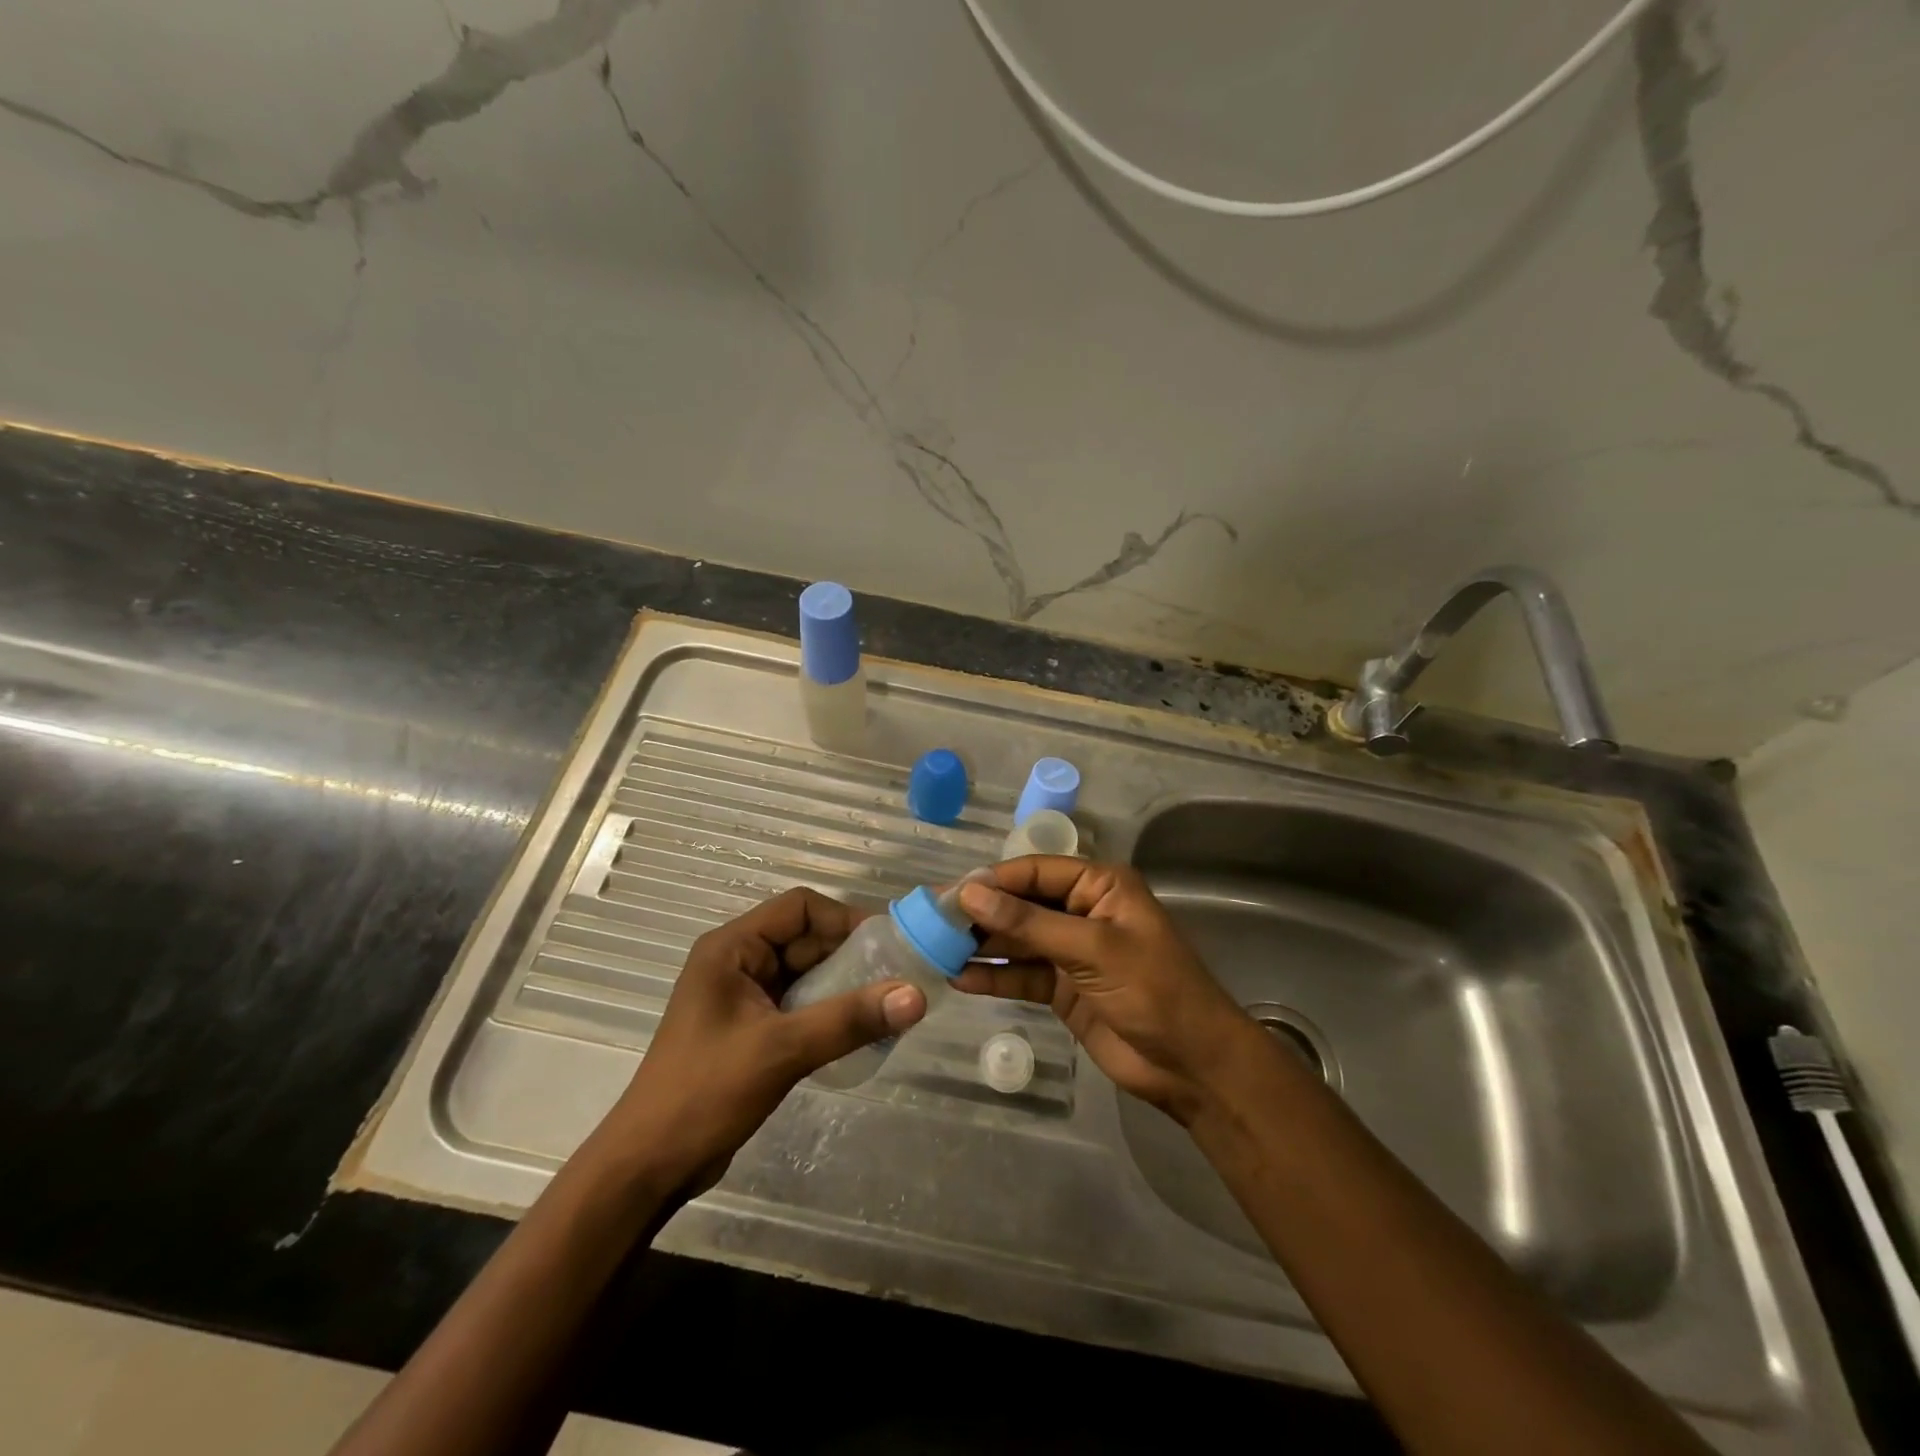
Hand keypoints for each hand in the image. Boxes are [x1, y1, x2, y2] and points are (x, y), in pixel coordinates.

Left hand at [606, 888, 926, 1197]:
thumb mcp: (782, 1050)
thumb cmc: (706, 1092)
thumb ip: (849, 1019)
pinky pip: (800, 1004)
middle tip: (898, 978)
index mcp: (732, 948)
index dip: (844, 919)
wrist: (649, 1166)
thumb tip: (917, 996)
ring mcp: (743, 997)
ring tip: (888, 1005)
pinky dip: (829, 1011)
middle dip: (851, 956)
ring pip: (807, 974)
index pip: (799, 907)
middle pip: (806, 939)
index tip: (887, 945)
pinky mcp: (751, 1029)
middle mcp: (738, 962)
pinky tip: (859, 1031)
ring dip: (844, 986)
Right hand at [956, 859, 1256, 1124]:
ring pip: (1017, 941)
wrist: (1191, 1065)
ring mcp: (1071, 951)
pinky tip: (960, 980)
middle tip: (933, 924)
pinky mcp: (1063, 988)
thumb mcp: (1092, 948)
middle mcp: (1082, 911)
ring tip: (936, 951)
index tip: (949, 894)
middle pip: (1022, 904)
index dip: (993, 881)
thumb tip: (970, 894)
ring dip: (982, 946)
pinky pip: (1021, 975)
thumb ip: (1029, 923)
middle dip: (982, 915)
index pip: (1035, 871)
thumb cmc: (1153, 990)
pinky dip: (994, 978)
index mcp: (1100, 886)